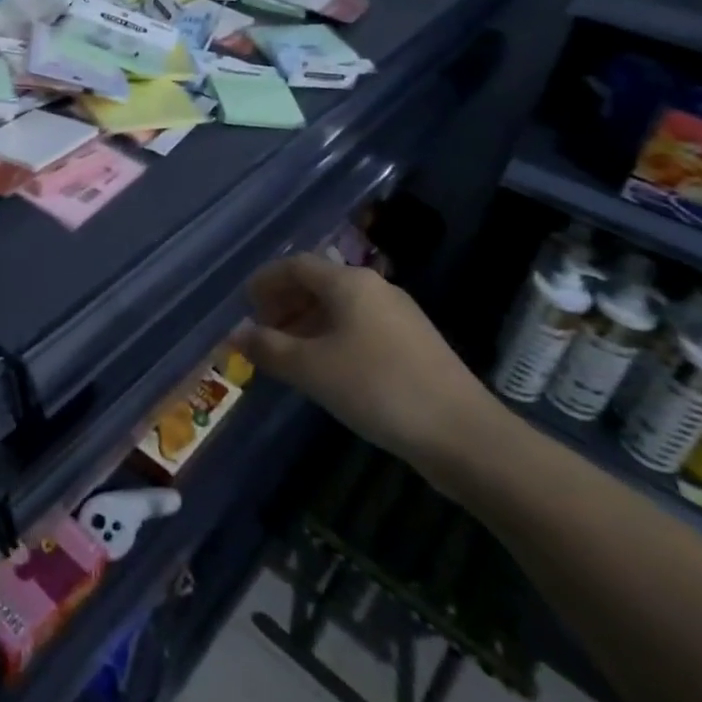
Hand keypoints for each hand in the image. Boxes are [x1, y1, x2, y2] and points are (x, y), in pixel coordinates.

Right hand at [231, 255, 497, 475]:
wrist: (465, 435)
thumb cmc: (377, 388)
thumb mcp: (310, 369)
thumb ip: (268, 348)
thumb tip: (236, 334)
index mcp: (349, 282)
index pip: (295, 265)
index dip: (266, 281)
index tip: (245, 305)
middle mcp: (375, 288)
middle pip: (318, 283)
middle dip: (285, 304)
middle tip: (263, 332)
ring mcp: (400, 316)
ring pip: (341, 307)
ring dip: (307, 323)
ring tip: (289, 354)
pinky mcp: (415, 344)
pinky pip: (360, 327)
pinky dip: (333, 337)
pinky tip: (328, 370)